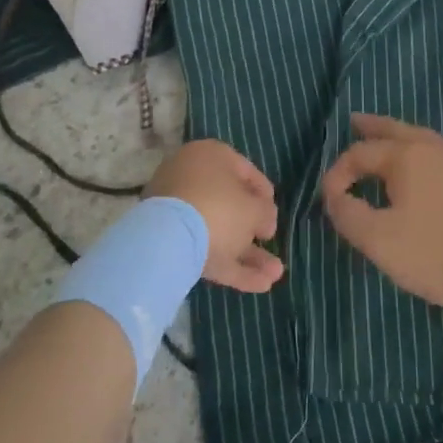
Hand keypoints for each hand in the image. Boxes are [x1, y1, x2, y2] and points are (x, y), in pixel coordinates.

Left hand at [146, 139, 282, 292]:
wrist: (167, 241)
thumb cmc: (220, 209)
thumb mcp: (255, 209)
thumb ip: (266, 213)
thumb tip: (265, 221)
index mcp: (210, 157)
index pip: (245, 172)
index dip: (264, 195)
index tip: (273, 216)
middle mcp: (192, 179)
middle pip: (229, 204)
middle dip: (254, 229)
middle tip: (270, 242)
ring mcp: (178, 212)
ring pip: (219, 231)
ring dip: (248, 253)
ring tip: (275, 274)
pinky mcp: (170, 242)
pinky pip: (206, 250)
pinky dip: (232, 266)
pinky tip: (259, 285)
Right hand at [321, 114, 442, 314]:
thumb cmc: (438, 252)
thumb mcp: (380, 241)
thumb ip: (349, 215)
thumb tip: (334, 196)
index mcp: (404, 156)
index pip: (359, 154)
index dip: (338, 173)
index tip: (327, 199)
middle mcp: (431, 147)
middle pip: (394, 130)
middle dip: (371, 127)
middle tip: (354, 120)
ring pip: (424, 136)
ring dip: (401, 134)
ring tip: (390, 136)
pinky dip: (437, 149)